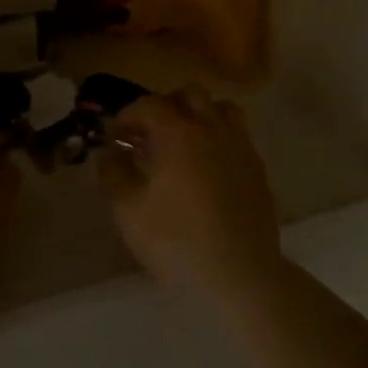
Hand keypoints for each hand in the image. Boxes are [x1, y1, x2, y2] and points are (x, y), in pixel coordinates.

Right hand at [97, 87, 282, 290]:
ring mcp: (240, 146)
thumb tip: (110, 152)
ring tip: (183, 143)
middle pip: (189, 94)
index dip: (127, 115)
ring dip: (198, 115)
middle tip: (149, 135)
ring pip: (220, 108)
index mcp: (178, 133)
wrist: (241, 273)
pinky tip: (207, 167)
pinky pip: (237, 135)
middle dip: (165, 106)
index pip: (149, 104)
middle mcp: (212, 128)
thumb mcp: (129, 211)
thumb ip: (114, 174)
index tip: (116, 136)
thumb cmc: (177, 241)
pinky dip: (218, 137)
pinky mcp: (258, 167)